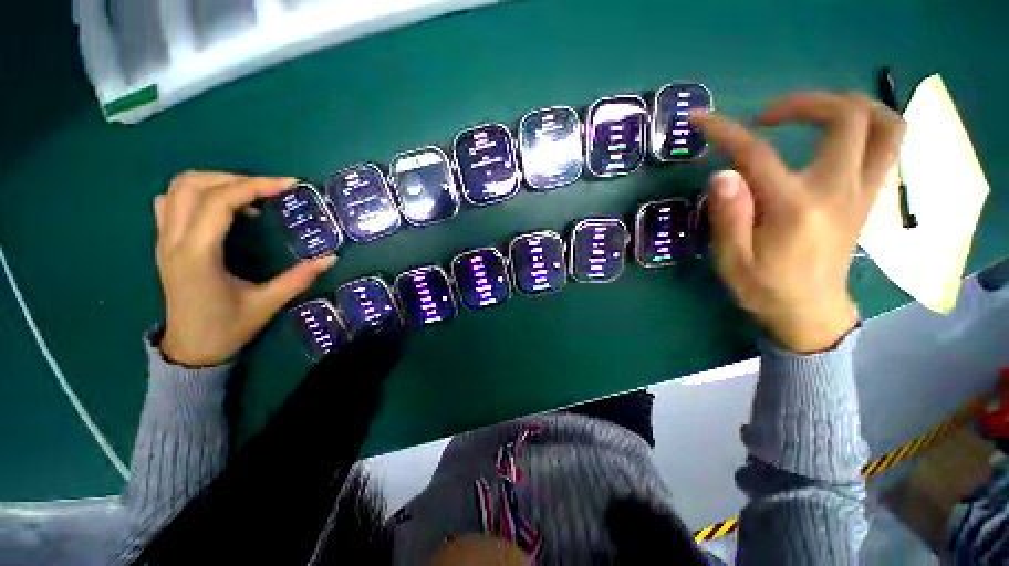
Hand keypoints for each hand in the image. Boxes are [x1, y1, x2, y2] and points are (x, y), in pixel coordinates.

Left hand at [155, 171, 335, 366]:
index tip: (288, 185)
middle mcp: (174, 240)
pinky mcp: (164, 244)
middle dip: (236, 179)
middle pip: (193, 185)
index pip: (219, 201)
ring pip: (178, 189)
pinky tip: (221, 208)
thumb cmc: (227, 328)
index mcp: (198, 254)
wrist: (190, 350)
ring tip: (248, 196)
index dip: (255, 185)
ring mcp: (164, 240)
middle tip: (269, 191)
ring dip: (215, 182)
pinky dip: (196, 193)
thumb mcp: (268, 303)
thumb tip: (331, 258)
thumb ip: (299, 278)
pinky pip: (170, 202)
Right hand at [693, 93, 904, 352]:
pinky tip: (836, 136)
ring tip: (811, 115)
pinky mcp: (869, 197)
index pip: (758, 154)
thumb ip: (728, 217)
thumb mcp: (733, 261)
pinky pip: (887, 145)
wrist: (810, 313)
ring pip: (884, 124)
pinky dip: (867, 125)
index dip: (726, 131)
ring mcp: (862, 192)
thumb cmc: (765, 289)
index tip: (702, 120)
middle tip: (768, 117)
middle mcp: (839, 190)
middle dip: (804, 103)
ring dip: (848, 105)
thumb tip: (723, 173)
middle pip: (847, 117)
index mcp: (796, 208)